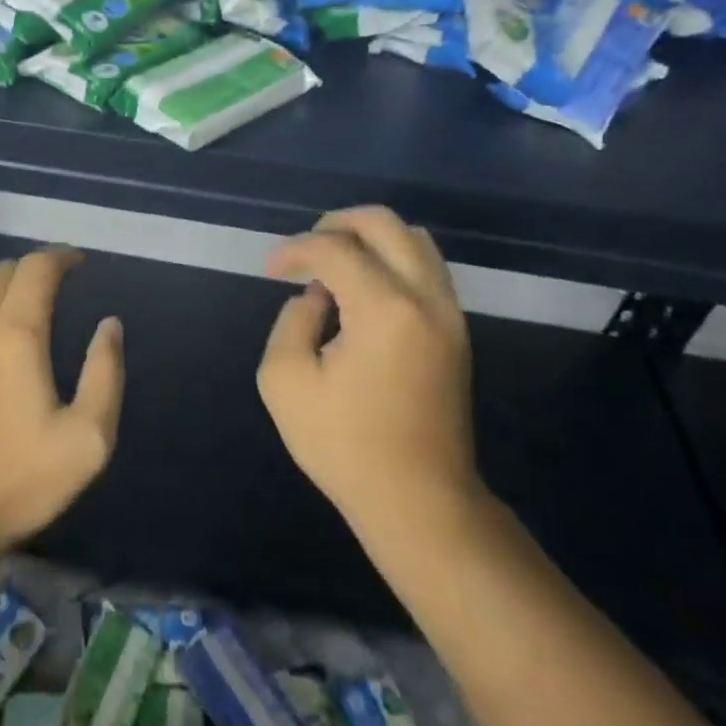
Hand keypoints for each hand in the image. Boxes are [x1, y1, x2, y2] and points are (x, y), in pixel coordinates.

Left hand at [0, 249, 122, 566]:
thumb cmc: (15, 482)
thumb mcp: (87, 439)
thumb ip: (105, 373)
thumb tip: (109, 325)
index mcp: (14, 332)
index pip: (37, 268)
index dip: (60, 256)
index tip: (78, 260)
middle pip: (0, 273)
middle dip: (30, 269)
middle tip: (52, 284)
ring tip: (17, 308)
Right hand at [257, 207, 482, 541]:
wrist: (421, 502)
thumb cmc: (346, 446)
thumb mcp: (286, 383)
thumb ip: (291, 322)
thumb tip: (316, 297)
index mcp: (384, 309)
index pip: (334, 248)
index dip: (295, 250)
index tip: (270, 271)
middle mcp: (425, 298)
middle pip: (384, 223)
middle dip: (336, 224)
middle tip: (306, 250)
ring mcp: (448, 313)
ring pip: (413, 239)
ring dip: (368, 238)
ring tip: (334, 263)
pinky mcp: (455, 330)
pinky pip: (425, 267)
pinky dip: (391, 259)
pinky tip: (362, 288)